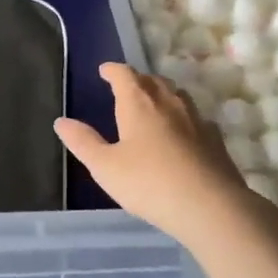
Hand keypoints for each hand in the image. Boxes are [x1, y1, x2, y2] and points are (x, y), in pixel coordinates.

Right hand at [55, 62, 275, 249]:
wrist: (211, 207)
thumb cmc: (149, 183)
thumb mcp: (105, 167)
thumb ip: (83, 142)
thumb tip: (61, 121)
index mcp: (138, 103)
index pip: (124, 75)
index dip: (113, 70)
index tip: (104, 70)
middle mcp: (168, 103)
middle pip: (152, 80)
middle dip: (138, 80)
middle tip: (126, 88)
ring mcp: (196, 119)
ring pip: (177, 95)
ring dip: (162, 94)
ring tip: (153, 105)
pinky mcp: (215, 139)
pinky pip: (195, 117)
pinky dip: (183, 118)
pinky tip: (183, 133)